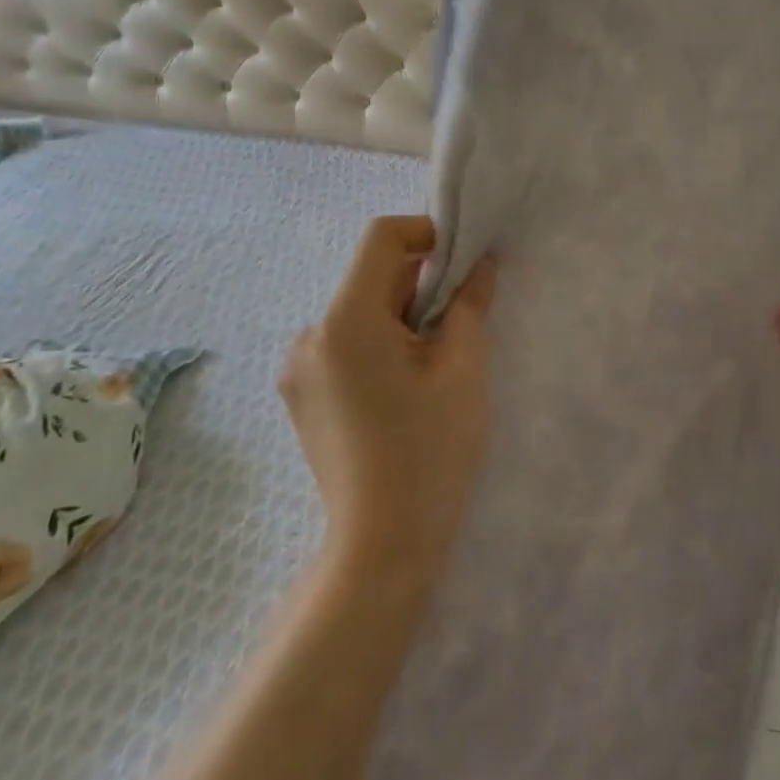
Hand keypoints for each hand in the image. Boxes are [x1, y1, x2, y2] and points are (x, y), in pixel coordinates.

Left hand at [281, 216, 496, 581]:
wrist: (383, 547)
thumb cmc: (432, 451)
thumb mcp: (463, 369)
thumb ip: (470, 304)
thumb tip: (480, 264)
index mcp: (345, 321)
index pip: (381, 238)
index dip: (426, 232)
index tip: (463, 261)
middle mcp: (310, 335)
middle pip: (371, 277)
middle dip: (420, 284)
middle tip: (462, 318)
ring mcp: (299, 368)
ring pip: (361, 311)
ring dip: (402, 316)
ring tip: (437, 361)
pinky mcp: (302, 394)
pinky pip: (346, 343)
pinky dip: (380, 342)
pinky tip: (406, 386)